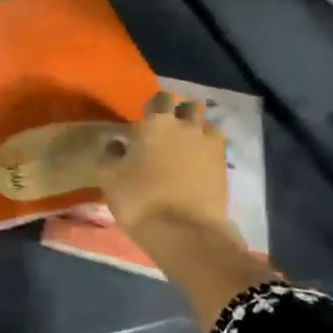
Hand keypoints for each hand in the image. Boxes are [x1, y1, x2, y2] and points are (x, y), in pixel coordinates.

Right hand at [98, 91, 232, 241]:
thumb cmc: (140, 200)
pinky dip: (208, 149)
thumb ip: (109, 153)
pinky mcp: (223, 166)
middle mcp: (186, 126)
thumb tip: (116, 141)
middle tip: (166, 130)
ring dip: (196, 129)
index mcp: (157, 122)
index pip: (159, 99)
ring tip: (185, 145)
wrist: (185, 233)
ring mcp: (209, 145)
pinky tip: (198, 163)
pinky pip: (216, 147)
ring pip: (205, 125)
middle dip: (177, 113)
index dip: (152, 106)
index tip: (144, 119)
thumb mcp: (109, 177)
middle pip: (186, 107)